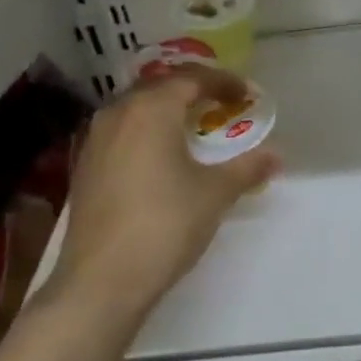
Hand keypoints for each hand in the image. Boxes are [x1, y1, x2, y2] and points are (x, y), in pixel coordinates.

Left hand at [48, 64, 278, 324]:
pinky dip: (146, 132)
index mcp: (152, 108)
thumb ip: (247, 167)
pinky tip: (160, 156)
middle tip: (221, 105)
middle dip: (193, 91)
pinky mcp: (84, 167)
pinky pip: (122, 131)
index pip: (192, 79)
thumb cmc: (165, 224)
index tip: (247, 94)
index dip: (223, 82)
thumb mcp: (215, 194)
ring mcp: (95, 139)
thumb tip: (276, 155)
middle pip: (160, 87)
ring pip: (136, 108)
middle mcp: (118, 112)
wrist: (101, 281)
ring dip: (166, 111)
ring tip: (192, 128)